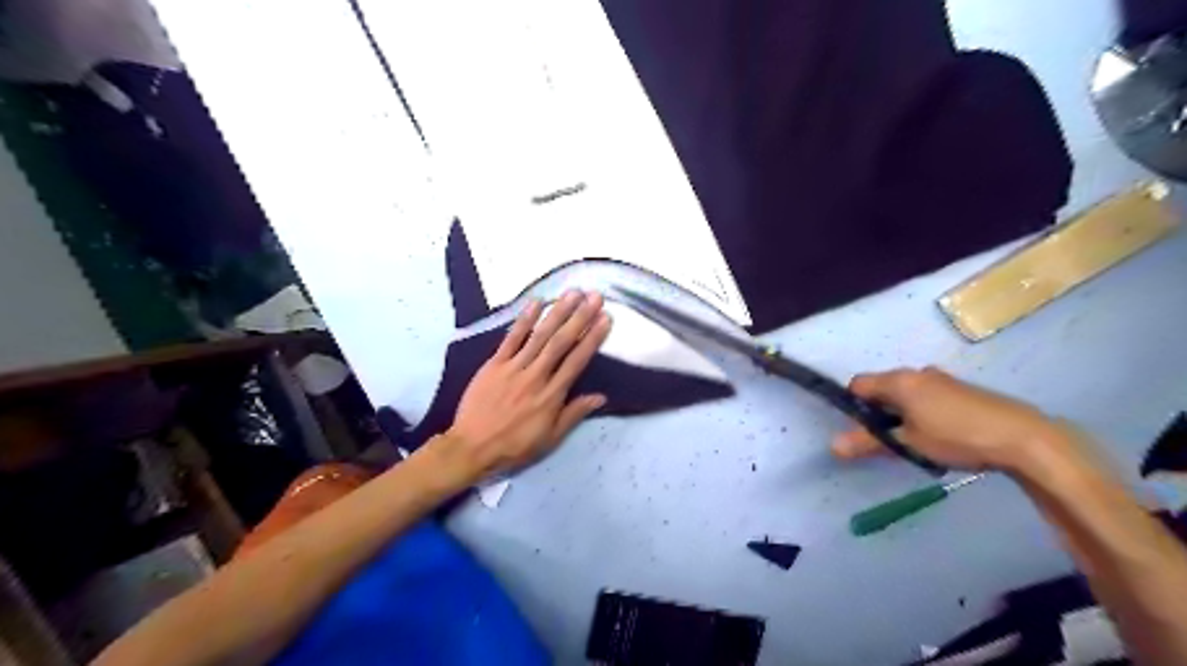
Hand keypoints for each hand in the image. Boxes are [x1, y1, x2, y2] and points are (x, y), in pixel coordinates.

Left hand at [440, 292, 616, 483]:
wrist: (471, 447)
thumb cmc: (514, 446)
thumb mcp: (550, 438)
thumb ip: (574, 414)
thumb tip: (601, 396)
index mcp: (552, 396)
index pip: (577, 361)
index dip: (593, 338)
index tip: (605, 319)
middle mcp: (536, 376)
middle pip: (562, 342)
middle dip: (580, 317)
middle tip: (595, 297)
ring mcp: (514, 367)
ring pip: (540, 336)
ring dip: (558, 312)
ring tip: (572, 293)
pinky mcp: (494, 364)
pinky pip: (511, 338)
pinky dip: (524, 320)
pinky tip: (536, 302)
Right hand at [827, 367, 1072, 469]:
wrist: (1023, 438)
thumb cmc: (956, 437)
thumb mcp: (909, 443)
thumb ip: (869, 442)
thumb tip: (833, 446)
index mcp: (899, 380)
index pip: (859, 384)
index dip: (853, 405)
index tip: (862, 429)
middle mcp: (918, 373)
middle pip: (883, 387)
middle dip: (879, 412)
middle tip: (887, 439)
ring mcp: (942, 379)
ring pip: (907, 392)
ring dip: (902, 413)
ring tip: (915, 440)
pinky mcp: (961, 389)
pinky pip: (927, 395)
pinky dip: (922, 411)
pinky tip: (940, 435)